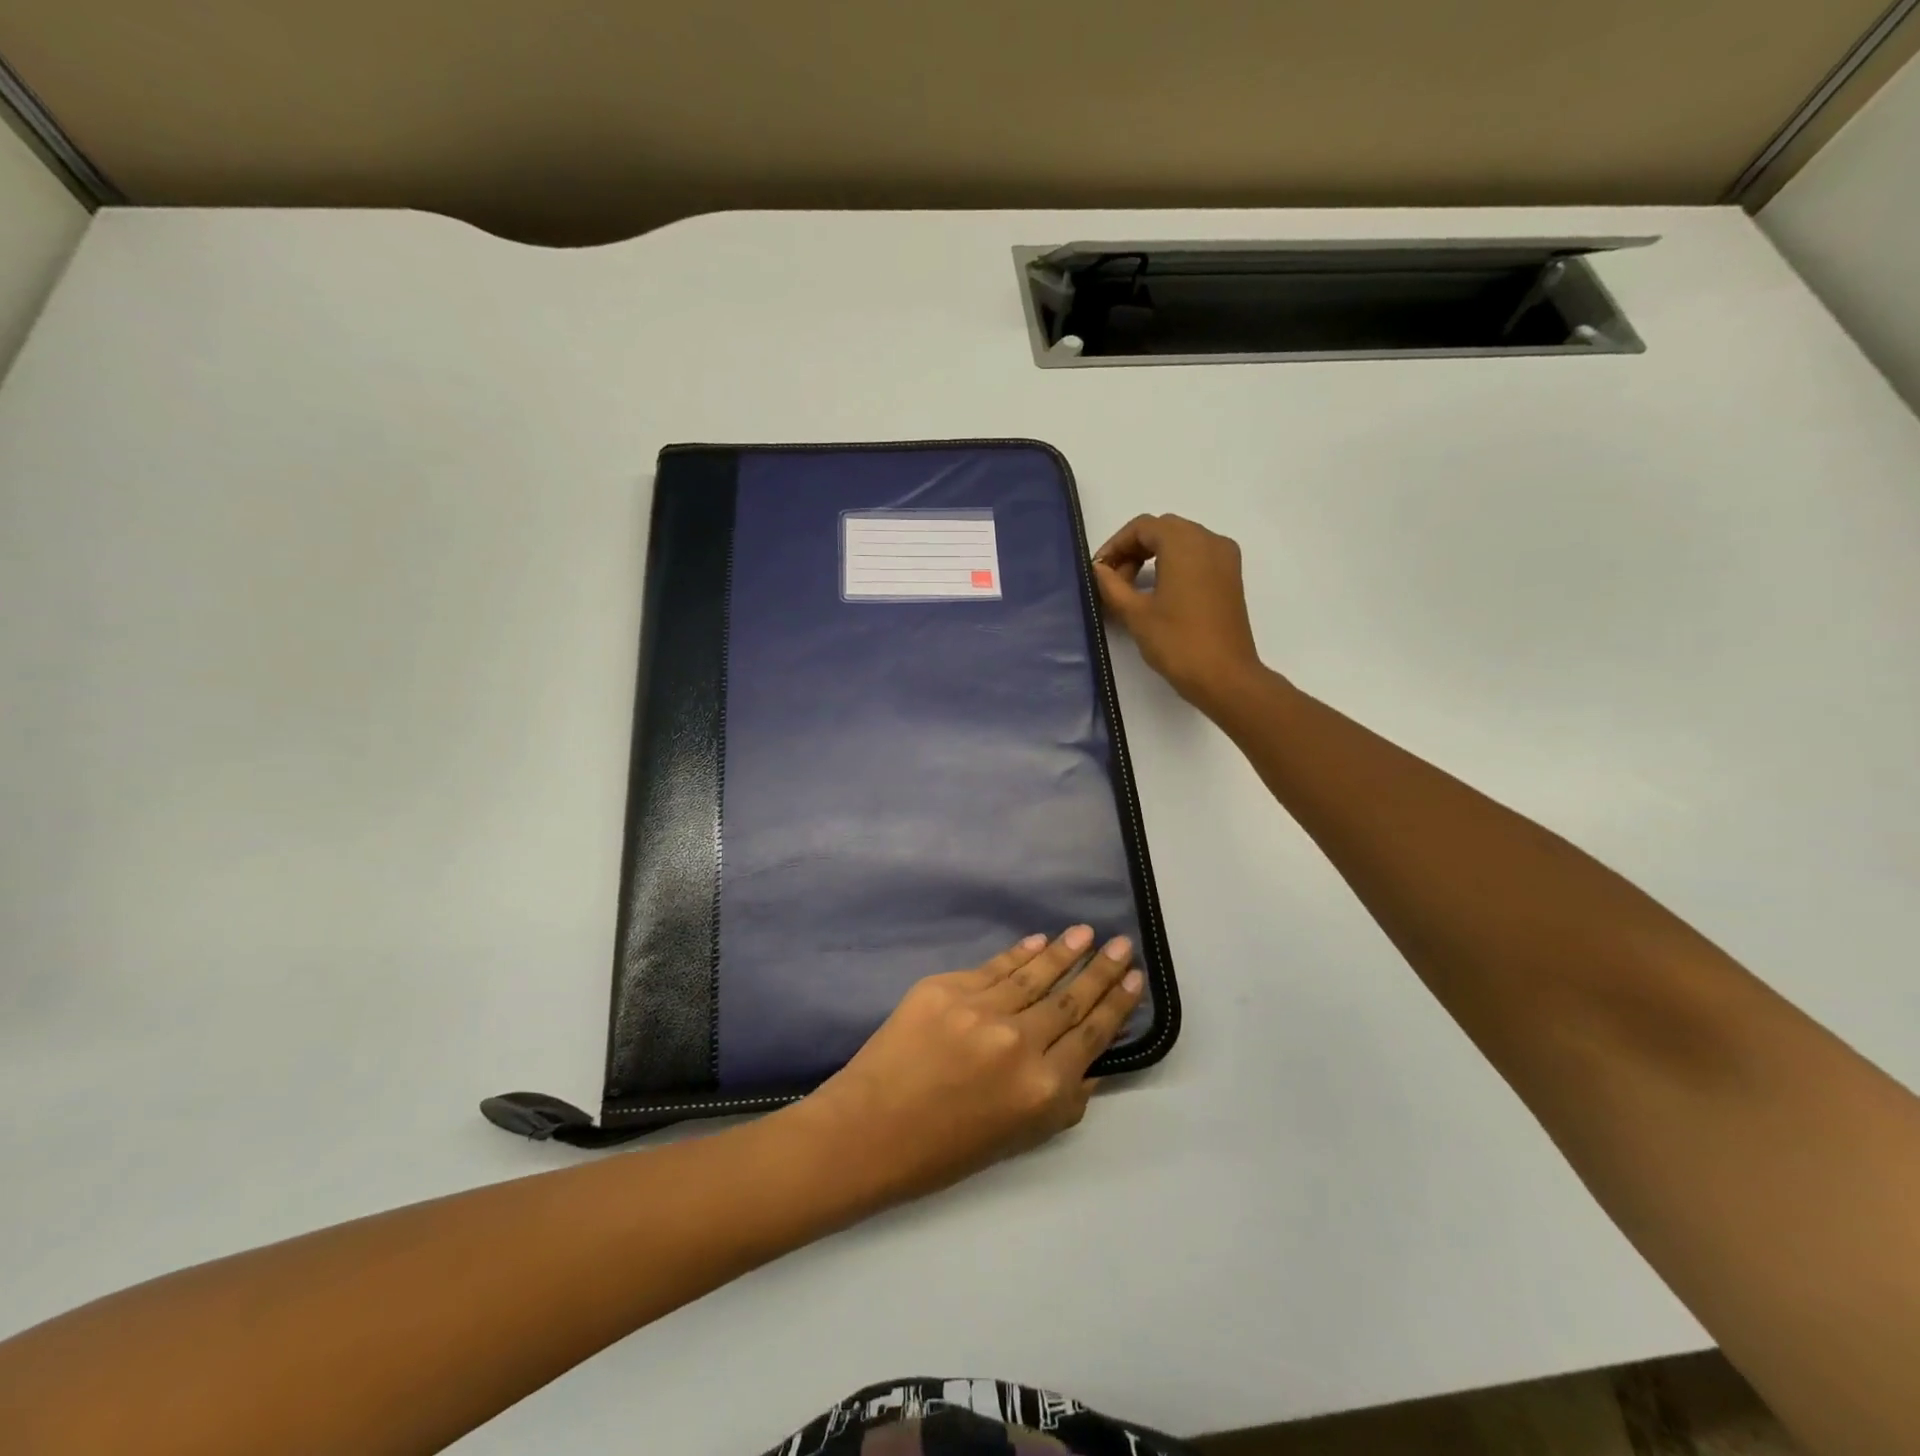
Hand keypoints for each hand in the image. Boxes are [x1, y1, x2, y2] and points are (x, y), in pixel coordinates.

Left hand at [791, 927, 1143, 1203]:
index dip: (1116, 1004)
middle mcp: (1019, 1042)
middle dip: (1100, 970)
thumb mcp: (1018, 1140)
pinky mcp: (946, 988)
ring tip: (1085, 933)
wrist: (869, 1131)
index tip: (1134, 978)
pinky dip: (1018, 954)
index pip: (1090, 1034)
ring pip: (1034, 974)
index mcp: (1042, 1088)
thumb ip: (1062, 1102)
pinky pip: (993, 967)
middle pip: (1070, 998)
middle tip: (1121, 944)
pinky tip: (1037, 941)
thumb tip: (1091, 1066)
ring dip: (1064, 951)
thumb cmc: (944, 1151)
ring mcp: (981, 1010)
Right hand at [1093, 513, 1263, 713]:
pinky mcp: (1231, 576)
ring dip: (1153, 556)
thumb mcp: (1135, 613)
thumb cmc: (1177, 642)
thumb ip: (1112, 585)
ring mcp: (1225, 557)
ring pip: (1181, 541)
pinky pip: (1198, 556)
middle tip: (1113, 579)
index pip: (1143, 527)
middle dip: (1134, 549)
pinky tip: (1159, 591)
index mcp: (1185, 543)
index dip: (1115, 544)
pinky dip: (1174, 564)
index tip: (1099, 570)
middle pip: (1163, 529)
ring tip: (1132, 589)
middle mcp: (1209, 540)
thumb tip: (1099, 569)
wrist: (1224, 675)